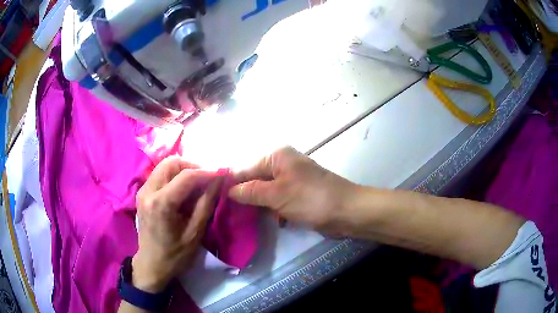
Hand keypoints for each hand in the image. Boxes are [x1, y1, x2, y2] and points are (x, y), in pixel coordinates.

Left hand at [133, 156, 221, 292]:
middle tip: (207, 178)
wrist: (151, 264)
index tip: (223, 173)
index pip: (186, 176)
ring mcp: (142, 190)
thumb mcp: (195, 233)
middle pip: (171, 162)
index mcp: (161, 204)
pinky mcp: (142, 193)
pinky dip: (175, 176)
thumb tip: (219, 180)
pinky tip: (184, 190)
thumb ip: (206, 203)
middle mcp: (148, 191)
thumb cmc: (175, 255)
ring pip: (165, 165)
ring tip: (198, 183)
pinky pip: (160, 174)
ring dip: (183, 169)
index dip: (207, 171)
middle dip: (192, 166)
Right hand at [229, 147, 356, 235]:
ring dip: (257, 205)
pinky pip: (276, 200)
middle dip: (243, 195)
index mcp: (276, 156)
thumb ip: (250, 191)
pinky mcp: (297, 195)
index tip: (216, 199)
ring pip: (265, 192)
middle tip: (226, 212)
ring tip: (241, 218)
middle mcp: (282, 164)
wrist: (346, 211)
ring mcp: (290, 180)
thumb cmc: (310, 198)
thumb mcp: (276, 194)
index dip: (231, 183)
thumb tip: (228, 190)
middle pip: (254, 179)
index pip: (245, 168)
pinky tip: (268, 219)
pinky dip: (271, 209)